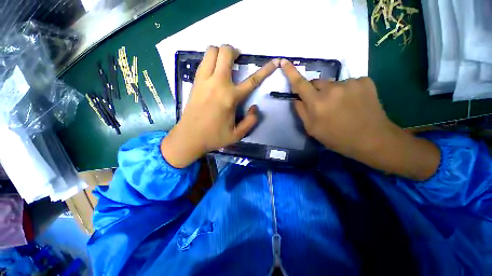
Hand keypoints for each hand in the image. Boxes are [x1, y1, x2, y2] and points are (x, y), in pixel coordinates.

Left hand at [161, 45, 279, 167]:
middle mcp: (217, 84)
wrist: (189, 137)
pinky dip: (210, 60)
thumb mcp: (237, 135)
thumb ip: (251, 121)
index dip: (266, 70)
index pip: (252, 80)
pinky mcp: (195, 82)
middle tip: (237, 59)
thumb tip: (255, 108)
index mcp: (230, 98)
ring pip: (211, 51)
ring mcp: (204, 80)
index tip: (275, 61)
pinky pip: (203, 62)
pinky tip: (214, 71)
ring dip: (220, 52)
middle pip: (225, 53)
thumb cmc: (214, 137)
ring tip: (225, 63)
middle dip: (234, 51)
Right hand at [281, 59, 439, 180]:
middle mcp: (332, 89)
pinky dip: (346, 90)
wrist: (373, 139)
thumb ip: (301, 111)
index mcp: (317, 103)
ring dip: (331, 92)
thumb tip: (296, 98)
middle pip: (316, 82)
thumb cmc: (337, 138)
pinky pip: (348, 83)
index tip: (284, 61)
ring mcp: (350, 83)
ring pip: (332, 83)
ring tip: (340, 106)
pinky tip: (353, 102)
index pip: (300, 84)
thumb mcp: (312, 129)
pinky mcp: (365, 81)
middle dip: (315, 91)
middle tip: (321, 104)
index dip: (291, 72)